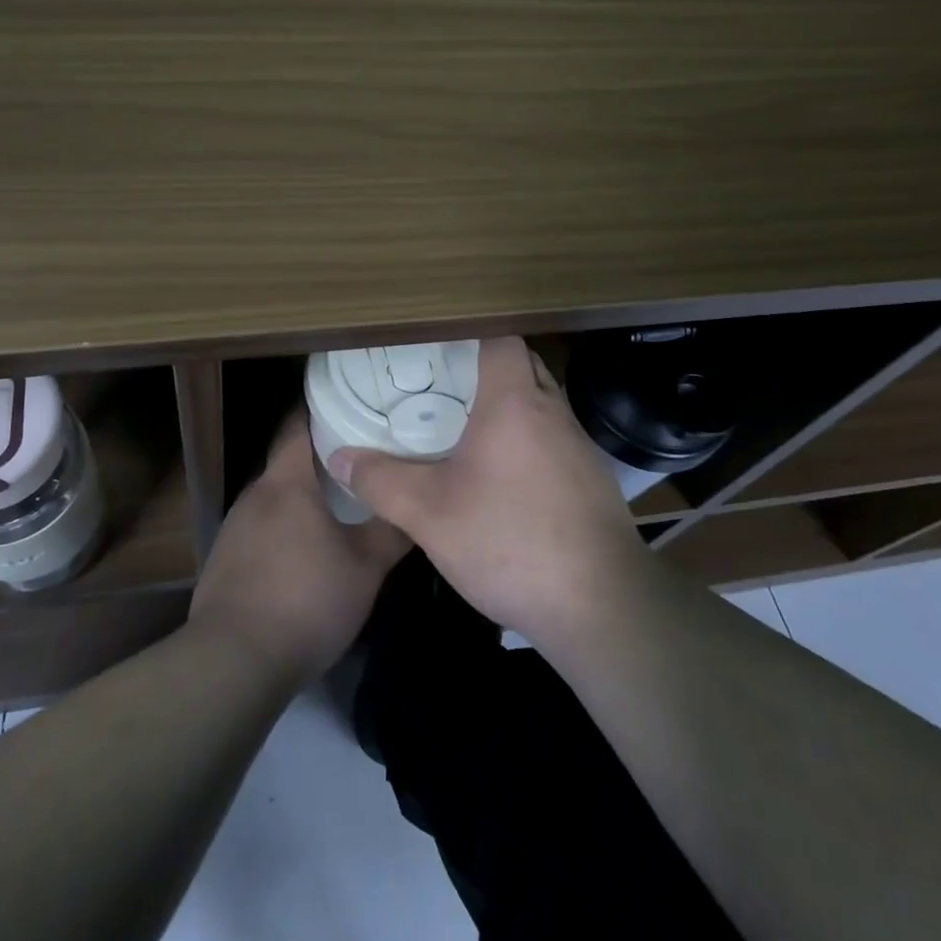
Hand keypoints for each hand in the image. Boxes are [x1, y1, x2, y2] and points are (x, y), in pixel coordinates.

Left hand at [188, 413, 409, 689]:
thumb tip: (418, 504)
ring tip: (337, 503)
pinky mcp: (224, 559)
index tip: (350, 403)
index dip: (320, 408)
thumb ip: (392, 531)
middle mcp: (255, 494)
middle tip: (360, 458)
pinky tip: (303, 551)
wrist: (234, 661)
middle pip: (287, 461)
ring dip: (302, 496)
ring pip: (275, 497)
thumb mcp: (365, 568)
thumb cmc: (306, 600)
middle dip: (320, 457)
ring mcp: (234, 527)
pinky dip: (283, 527)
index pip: (298, 424)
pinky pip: (261, 527)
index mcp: (286, 482)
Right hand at [328, 336, 649, 648]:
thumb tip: (339, 457)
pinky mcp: (592, 480)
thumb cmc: (510, 541)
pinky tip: (503, 477)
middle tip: (441, 384)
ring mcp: (580, 446)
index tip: (436, 347)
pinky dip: (528, 440)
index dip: (470, 333)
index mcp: (515, 402)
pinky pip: (554, 439)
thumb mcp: (429, 514)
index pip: (501, 338)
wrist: (600, 606)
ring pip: (541, 403)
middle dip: (485, 367)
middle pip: (522, 365)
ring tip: (465, 426)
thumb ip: (381, 481)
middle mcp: (553, 411)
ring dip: (509, 405)